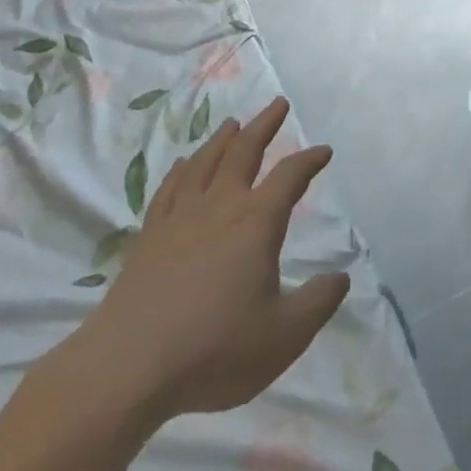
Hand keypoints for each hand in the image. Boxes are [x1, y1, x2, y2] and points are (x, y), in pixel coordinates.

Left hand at [46, 98, 349, 433]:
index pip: (290, 176)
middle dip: (264, 125)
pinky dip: (181, 170)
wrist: (129, 367)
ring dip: (222, 139)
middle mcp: (219, 206)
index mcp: (256, 222)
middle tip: (278, 103)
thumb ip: (318, 302)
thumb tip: (341, 277)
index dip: (309, 160)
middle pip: (244, 151)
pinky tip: (182, 164)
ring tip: (232, 123)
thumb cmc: (215, 349)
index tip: (324, 150)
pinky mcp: (149, 236)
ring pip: (204, 162)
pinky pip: (169, 189)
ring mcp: (179, 217)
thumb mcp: (285, 336)